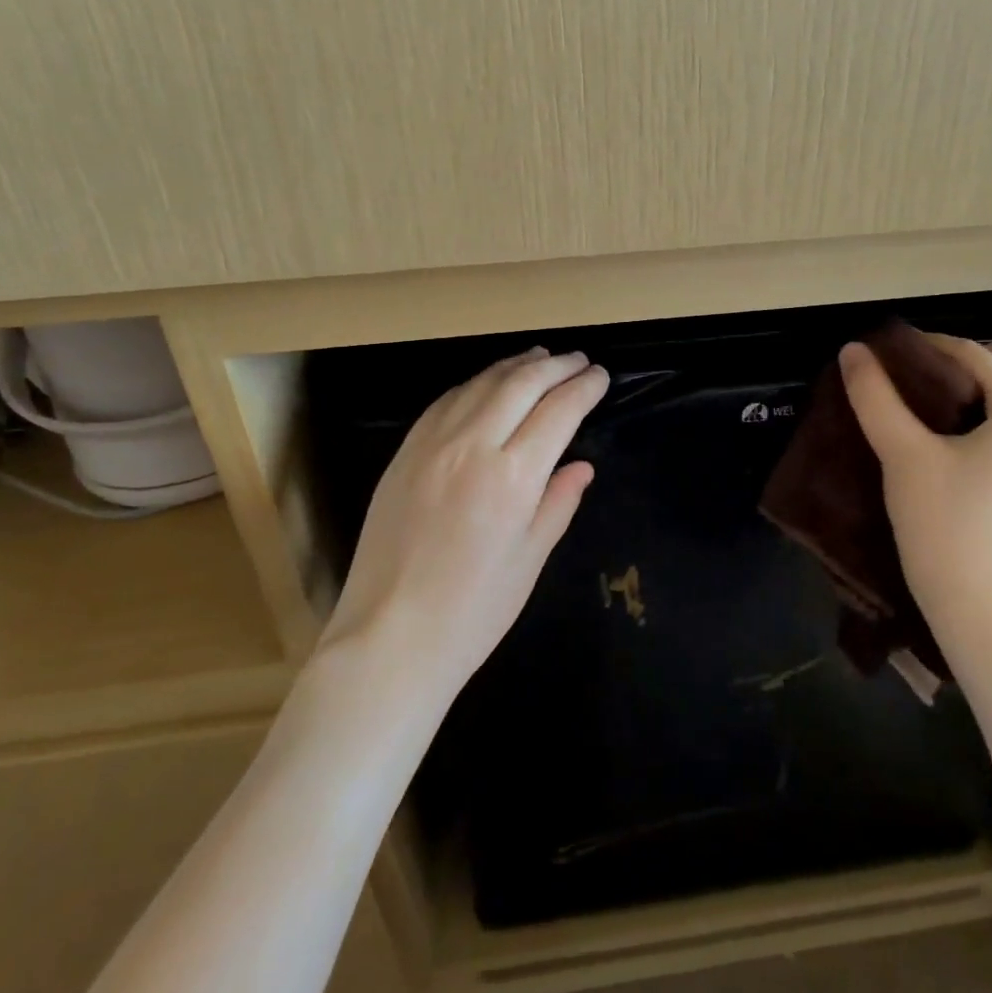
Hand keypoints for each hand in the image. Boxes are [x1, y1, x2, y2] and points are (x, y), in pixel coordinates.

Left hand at [318, 348, 608, 702]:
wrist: (390, 635)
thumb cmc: (474, 611)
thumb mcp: (530, 560)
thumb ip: (558, 503)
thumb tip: (581, 466)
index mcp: (512, 477)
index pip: (558, 411)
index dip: (584, 388)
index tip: (601, 376)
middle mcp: (472, 446)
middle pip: (521, 384)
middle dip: (556, 366)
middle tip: (579, 360)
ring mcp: (432, 444)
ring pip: (481, 383)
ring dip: (515, 365)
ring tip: (540, 358)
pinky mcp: (404, 452)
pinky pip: (445, 400)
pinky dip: (475, 383)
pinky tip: (487, 383)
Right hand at [839, 336, 991, 655]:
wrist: (984, 608)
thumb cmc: (946, 525)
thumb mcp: (903, 455)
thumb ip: (876, 397)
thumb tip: (853, 351)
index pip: (980, 356)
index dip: (933, 346)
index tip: (893, 352)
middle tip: (943, 375)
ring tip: (942, 404)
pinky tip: (958, 438)